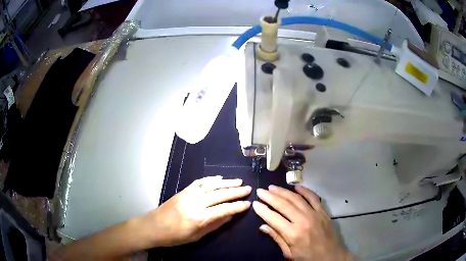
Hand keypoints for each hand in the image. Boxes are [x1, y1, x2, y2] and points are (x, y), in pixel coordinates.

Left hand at [142, 176, 251, 246]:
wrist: (152, 226)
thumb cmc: (174, 237)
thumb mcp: (196, 236)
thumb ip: (214, 225)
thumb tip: (230, 216)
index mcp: (198, 217)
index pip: (223, 209)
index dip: (237, 206)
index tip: (248, 203)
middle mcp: (194, 203)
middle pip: (219, 194)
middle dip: (236, 191)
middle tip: (248, 189)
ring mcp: (188, 194)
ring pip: (211, 185)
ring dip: (226, 182)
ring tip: (238, 181)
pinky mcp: (183, 191)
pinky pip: (199, 182)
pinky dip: (211, 179)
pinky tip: (219, 179)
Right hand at [253, 185, 352, 260]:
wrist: (331, 257)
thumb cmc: (308, 258)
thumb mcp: (289, 254)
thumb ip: (277, 238)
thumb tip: (263, 226)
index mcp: (293, 234)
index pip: (273, 218)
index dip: (262, 210)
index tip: (255, 203)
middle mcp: (303, 221)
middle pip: (283, 205)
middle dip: (270, 197)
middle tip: (260, 191)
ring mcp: (315, 214)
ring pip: (296, 199)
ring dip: (283, 191)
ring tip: (273, 187)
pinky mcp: (323, 212)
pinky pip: (313, 197)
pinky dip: (304, 190)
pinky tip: (296, 187)